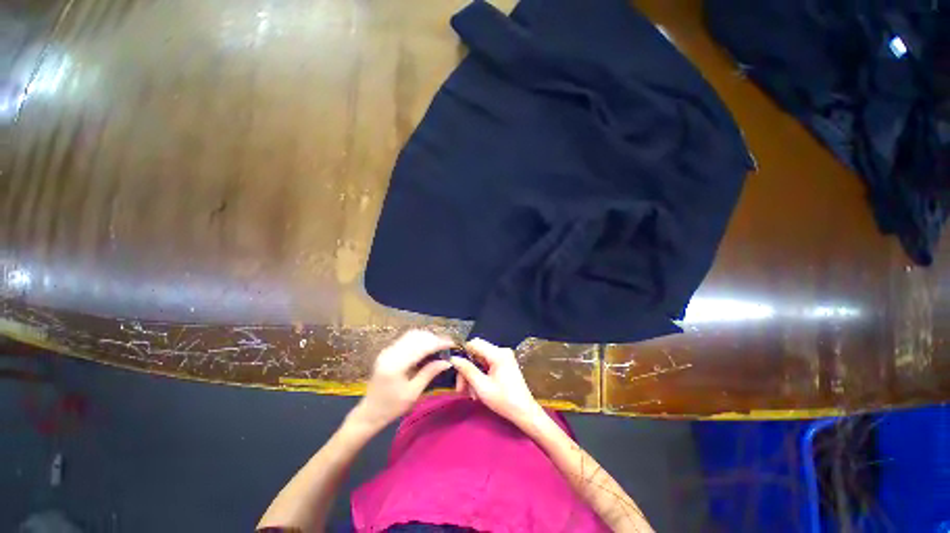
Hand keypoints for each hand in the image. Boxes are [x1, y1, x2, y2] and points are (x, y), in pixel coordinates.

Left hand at [349, 330, 454, 432]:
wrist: (369, 413)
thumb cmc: (392, 407)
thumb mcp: (413, 393)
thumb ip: (429, 373)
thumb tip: (447, 362)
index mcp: (395, 365)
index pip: (421, 346)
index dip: (438, 343)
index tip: (451, 343)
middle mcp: (390, 353)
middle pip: (416, 337)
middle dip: (433, 338)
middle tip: (447, 346)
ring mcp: (387, 350)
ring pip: (411, 335)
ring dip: (427, 338)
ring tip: (439, 346)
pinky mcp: (387, 351)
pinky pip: (406, 339)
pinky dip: (419, 340)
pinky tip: (427, 347)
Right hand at [450, 338, 543, 427]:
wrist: (524, 412)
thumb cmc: (504, 400)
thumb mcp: (482, 387)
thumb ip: (467, 370)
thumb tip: (454, 358)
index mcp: (498, 354)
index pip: (474, 343)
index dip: (463, 353)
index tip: (455, 369)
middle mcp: (501, 351)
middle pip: (476, 353)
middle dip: (467, 370)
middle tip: (461, 389)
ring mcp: (504, 357)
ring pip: (480, 361)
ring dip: (472, 376)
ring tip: (470, 394)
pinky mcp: (504, 364)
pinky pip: (487, 365)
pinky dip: (480, 376)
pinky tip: (477, 391)